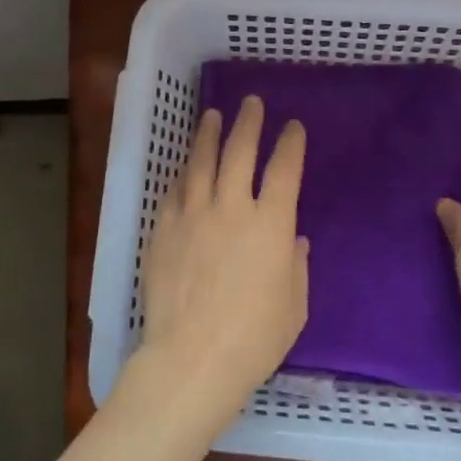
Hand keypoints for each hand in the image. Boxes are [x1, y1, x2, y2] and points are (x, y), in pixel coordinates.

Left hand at [127, 95, 309, 432]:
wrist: (192, 358)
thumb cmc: (254, 338)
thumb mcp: (294, 305)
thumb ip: (296, 266)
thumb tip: (293, 240)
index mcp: (271, 223)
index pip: (284, 169)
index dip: (290, 143)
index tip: (293, 127)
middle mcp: (232, 207)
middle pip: (240, 151)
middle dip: (248, 123)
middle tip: (251, 103)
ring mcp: (193, 215)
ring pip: (201, 162)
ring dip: (209, 135)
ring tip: (212, 115)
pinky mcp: (164, 230)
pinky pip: (174, 191)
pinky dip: (182, 173)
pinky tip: (184, 165)